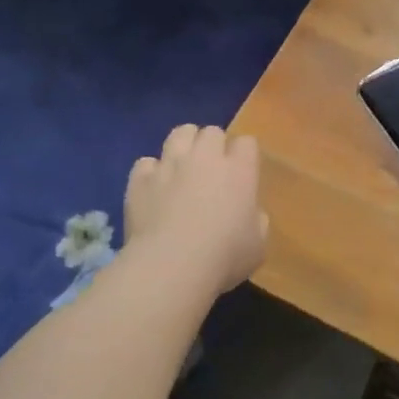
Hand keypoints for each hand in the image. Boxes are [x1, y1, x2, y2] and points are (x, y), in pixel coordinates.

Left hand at [124, 125, 266, 296]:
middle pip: (212, 132)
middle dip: (213, 145)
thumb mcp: (258, 245)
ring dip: (184, 145)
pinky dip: (150, 173)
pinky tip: (153, 188)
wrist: (171, 265)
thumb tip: (249, 213)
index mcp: (239, 170)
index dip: (244, 155)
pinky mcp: (141, 179)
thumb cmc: (224, 257)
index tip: (242, 172)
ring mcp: (170, 164)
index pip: (247, 143)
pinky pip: (146, 163)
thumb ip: (256, 220)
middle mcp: (205, 158)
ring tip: (182, 166)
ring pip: (179, 133)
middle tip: (212, 170)